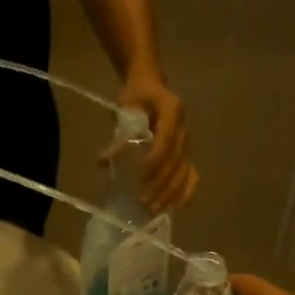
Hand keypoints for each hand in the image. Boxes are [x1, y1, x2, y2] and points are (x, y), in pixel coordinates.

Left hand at [118, 71, 198, 210]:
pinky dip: (186, 190)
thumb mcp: (124, 108)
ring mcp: (186, 142)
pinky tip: (179, 206)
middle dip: (160, 183)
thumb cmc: (135, 96)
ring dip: (170, 192)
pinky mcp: (185, 152)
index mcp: (172, 110)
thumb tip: (103, 162)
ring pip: (183, 171)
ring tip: (153, 209)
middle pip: (176, 161)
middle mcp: (183, 127)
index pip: (166, 140)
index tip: (142, 177)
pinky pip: (191, 173)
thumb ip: (119, 136)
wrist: (150, 85)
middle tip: (143, 201)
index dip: (156, 160)